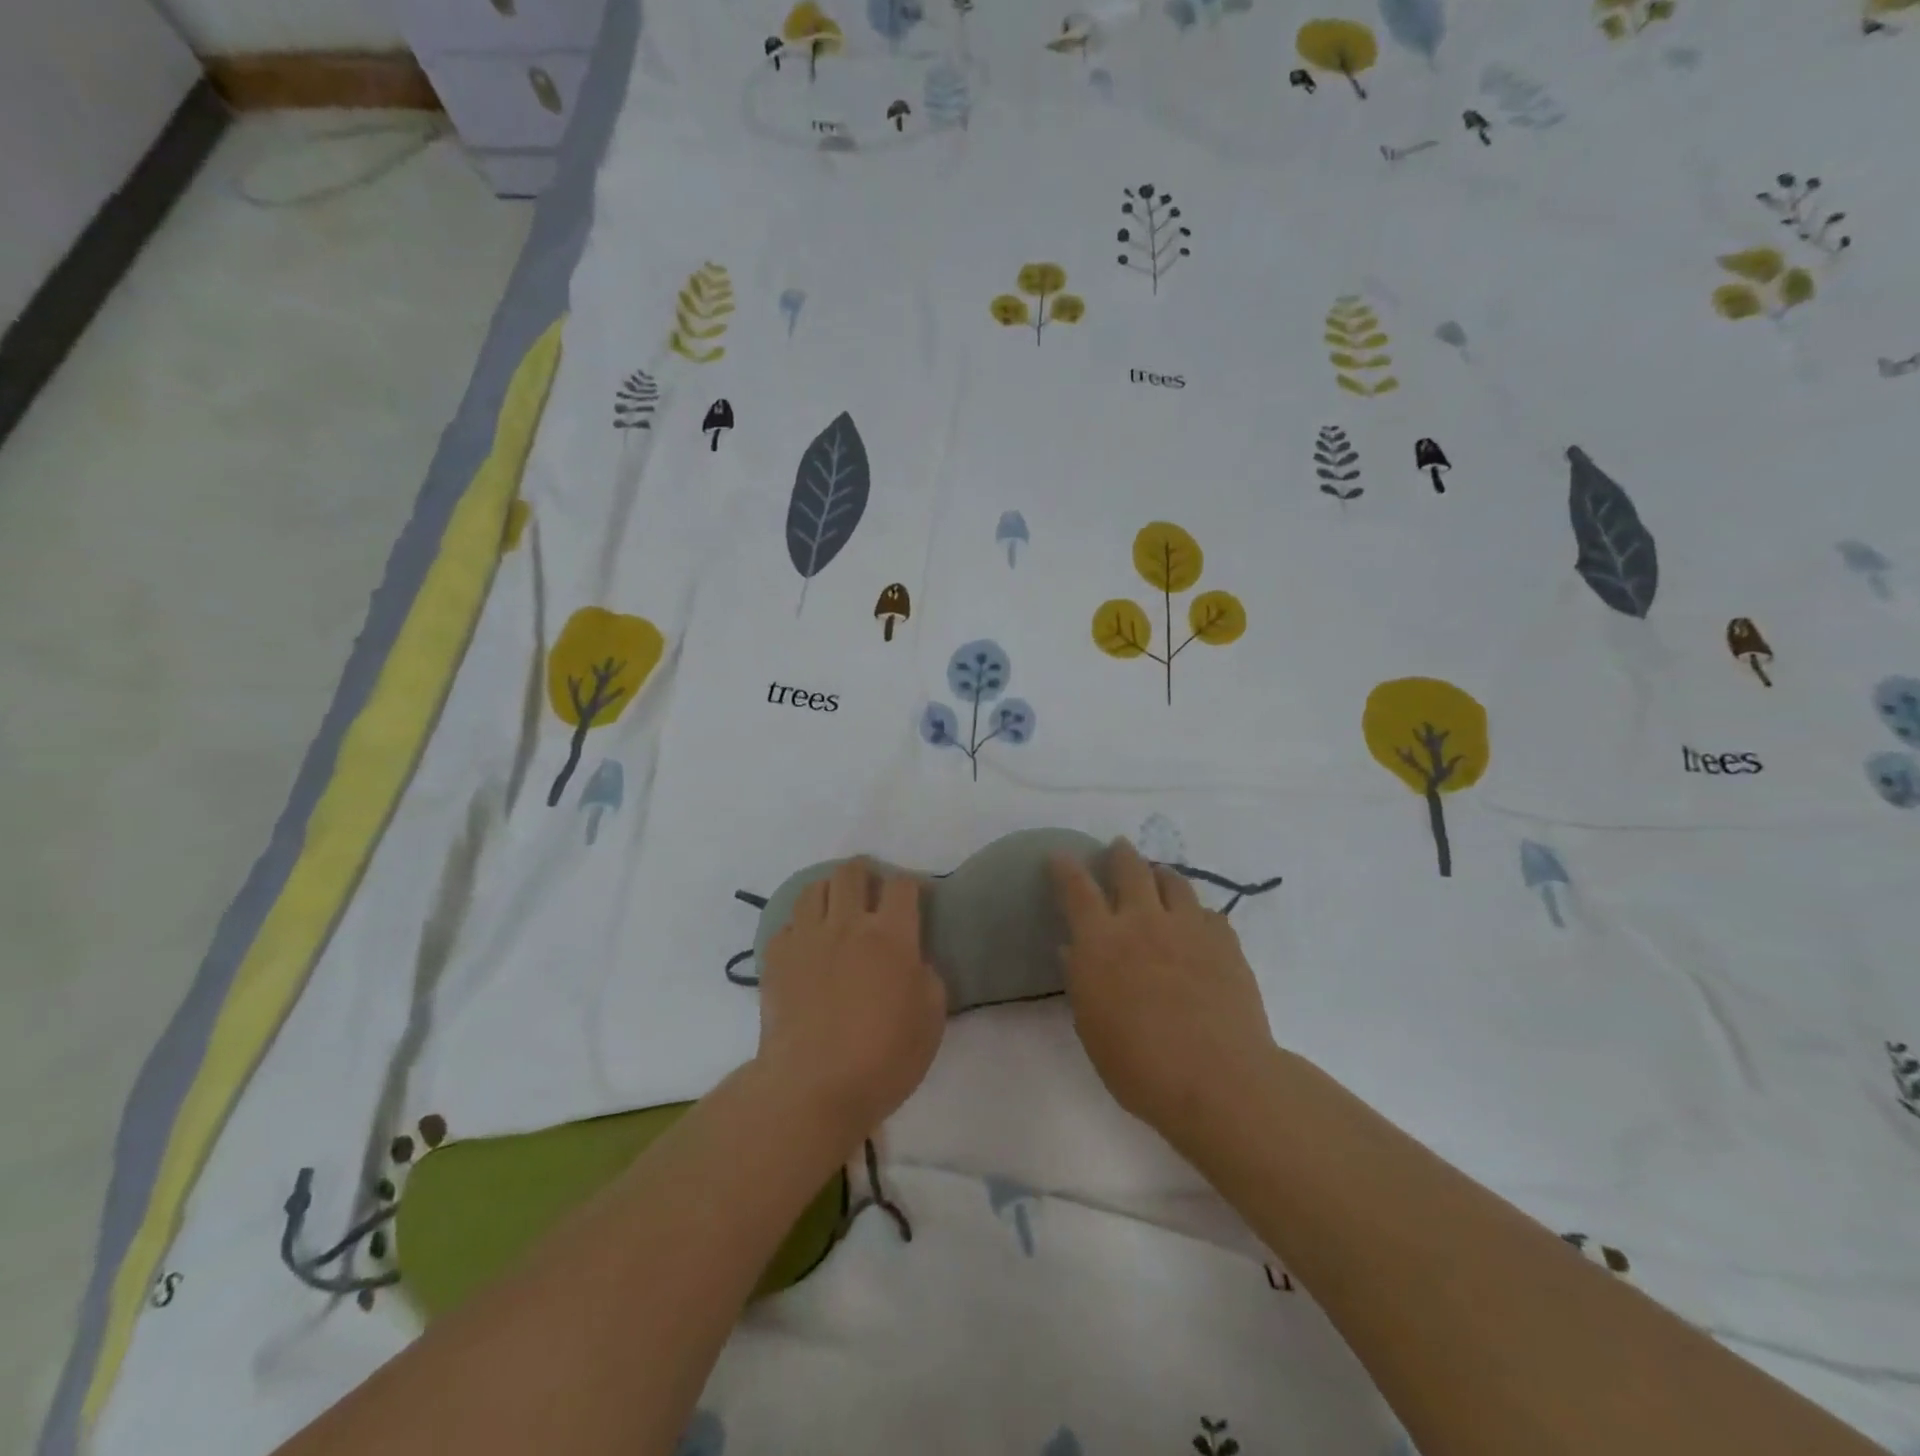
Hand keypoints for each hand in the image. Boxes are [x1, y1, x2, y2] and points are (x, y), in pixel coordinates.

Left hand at [756, 859, 947, 1143]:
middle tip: (872, 891)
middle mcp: (847, 924)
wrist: (811, 1087)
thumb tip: (913, 961)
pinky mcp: (775, 958)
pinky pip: (787, 924)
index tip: (915, 897)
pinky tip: (807, 946)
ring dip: (830, 891)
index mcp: (890, 935)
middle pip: (852, 872)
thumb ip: (927, 978)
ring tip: (836, 910)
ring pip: (814, 888)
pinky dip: (800, 927)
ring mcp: (806, 938)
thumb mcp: (931, 1020)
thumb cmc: (883, 1058)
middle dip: (865, 872)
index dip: (911, 884)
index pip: (901, 885)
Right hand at [1050, 839, 1275, 1143]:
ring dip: (1160, 873)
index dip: (1066, 868)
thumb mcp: (1092, 1028)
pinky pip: (1207, 912)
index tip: (1060, 856)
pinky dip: (1195, 912)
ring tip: (1158, 875)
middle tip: (1118, 848)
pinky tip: (1197, 924)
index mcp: (1101, 941)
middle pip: (1130, 868)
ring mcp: (1187, 927)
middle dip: (1120, 854)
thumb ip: (1081, 981)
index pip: (1077, 889)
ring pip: (1173, 880)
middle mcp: (1142, 921)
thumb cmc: (1140, 1065)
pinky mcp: (1224, 941)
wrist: (1219, 1079)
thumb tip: (1073, 950)